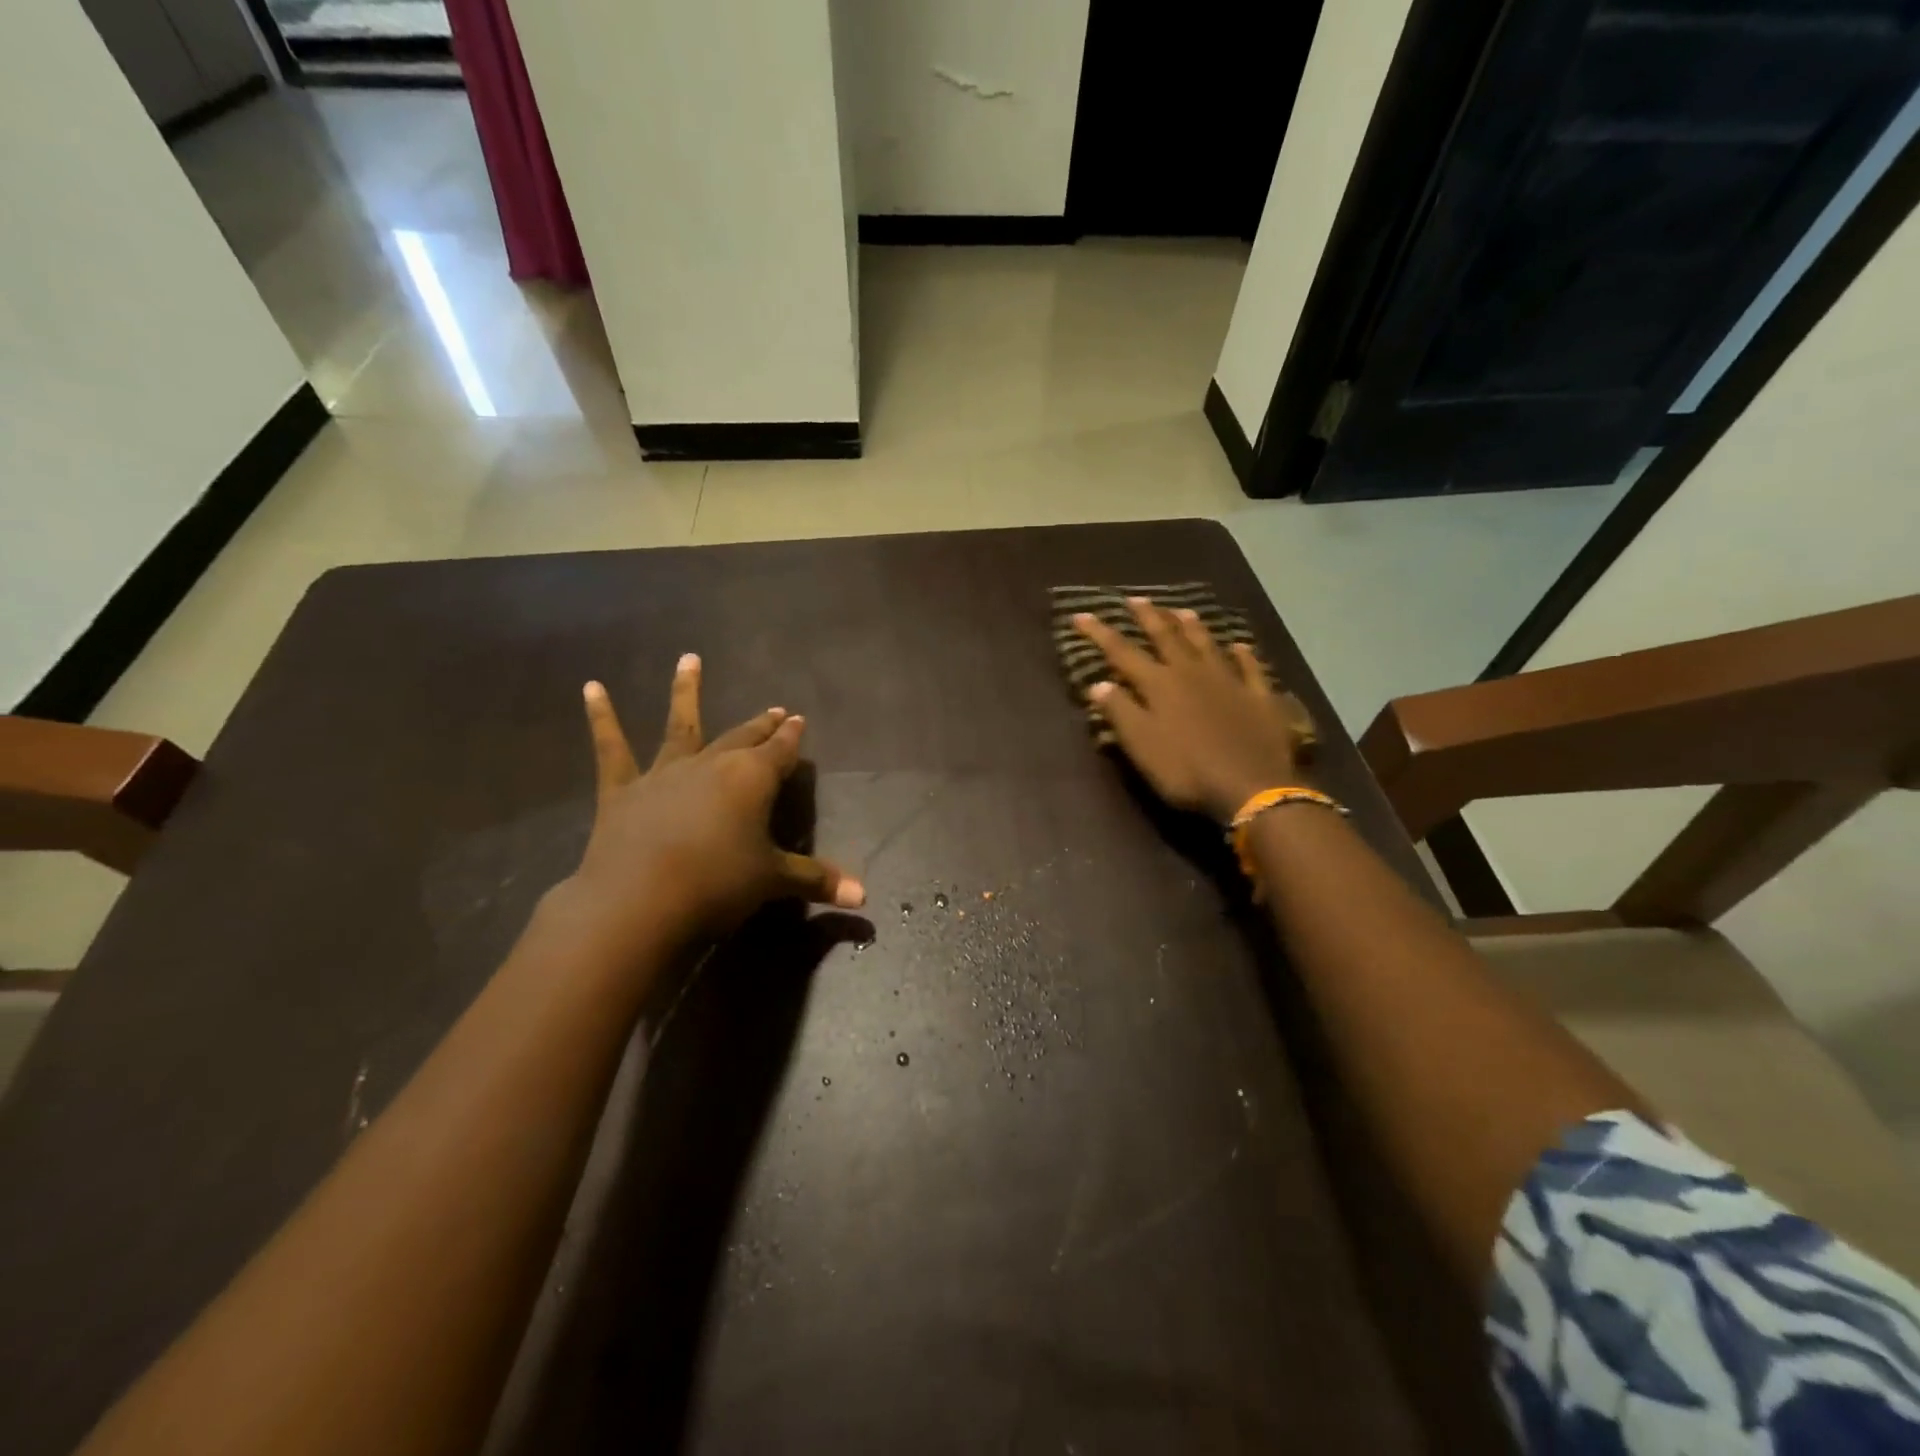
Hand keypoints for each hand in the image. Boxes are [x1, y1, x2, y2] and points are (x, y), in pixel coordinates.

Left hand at [560, 655, 864, 952]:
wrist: (638, 903)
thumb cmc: (717, 886)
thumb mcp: (773, 882)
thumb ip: (817, 880)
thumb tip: (864, 895)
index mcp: (752, 779)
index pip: (780, 751)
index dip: (791, 736)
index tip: (798, 719)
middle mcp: (712, 764)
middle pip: (743, 736)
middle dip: (761, 724)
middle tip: (774, 709)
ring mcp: (664, 773)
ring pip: (680, 724)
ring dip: (685, 691)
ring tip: (688, 659)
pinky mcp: (622, 790)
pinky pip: (611, 749)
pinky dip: (601, 717)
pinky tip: (591, 688)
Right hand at [1075, 598, 1308, 822]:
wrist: (1252, 786)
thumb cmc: (1187, 770)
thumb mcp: (1142, 746)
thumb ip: (1120, 712)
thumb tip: (1098, 684)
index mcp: (1160, 685)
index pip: (1123, 652)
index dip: (1101, 633)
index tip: (1082, 614)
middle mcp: (1192, 673)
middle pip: (1167, 637)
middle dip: (1148, 617)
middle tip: (1136, 598)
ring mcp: (1230, 681)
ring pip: (1207, 645)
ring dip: (1192, 626)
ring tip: (1181, 610)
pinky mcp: (1259, 697)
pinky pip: (1251, 668)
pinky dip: (1244, 654)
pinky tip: (1240, 645)